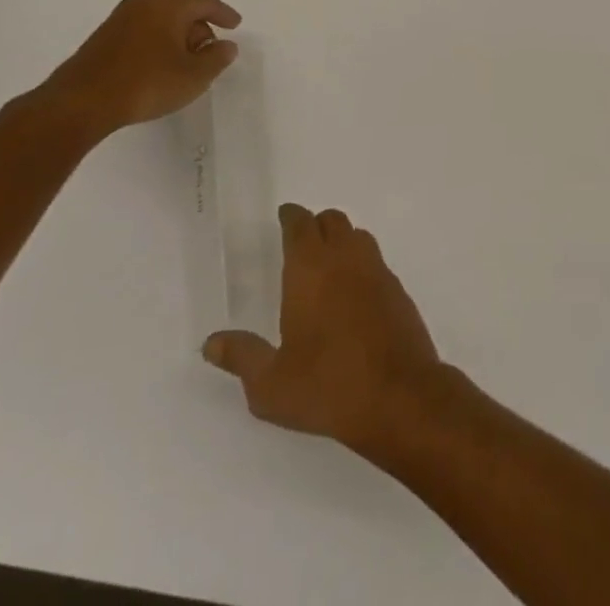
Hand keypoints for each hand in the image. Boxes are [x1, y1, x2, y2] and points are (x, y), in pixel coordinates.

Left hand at [28, 0, 240, 134]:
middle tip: (210, 48)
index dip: (223, 12)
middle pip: (180, 7)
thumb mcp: (194, 76)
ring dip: (176, 35)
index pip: (204, 1)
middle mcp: (143, 4)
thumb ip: (217, 58)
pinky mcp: (101, 39)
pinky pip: (141, 31)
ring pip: (158, 19)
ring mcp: (118, 20)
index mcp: (168, 6)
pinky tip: (158, 66)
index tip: (235, 25)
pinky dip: (156, 42)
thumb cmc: (146, 83)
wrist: (79, 103)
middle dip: (199, 25)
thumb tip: (226, 45)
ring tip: (185, 60)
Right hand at [203, 204, 451, 455]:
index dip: (291, 216)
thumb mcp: (270, 384)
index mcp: (311, 270)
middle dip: (315, 224)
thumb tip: (212, 342)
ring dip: (342, 239)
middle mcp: (346, 259)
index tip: (284, 215)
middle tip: (301, 239)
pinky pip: (376, 261)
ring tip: (327, 261)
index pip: (301, 225)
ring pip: (358, 236)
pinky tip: (353, 291)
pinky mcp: (398, 289)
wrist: (398, 394)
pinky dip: (361, 263)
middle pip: (333, 221)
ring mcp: (377, 271)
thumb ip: (242, 357)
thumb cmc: (327, 386)